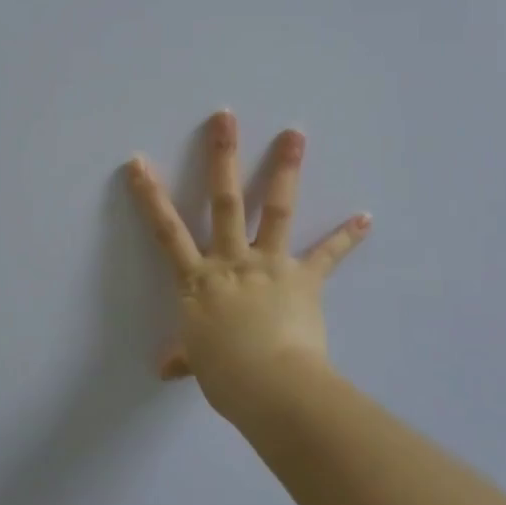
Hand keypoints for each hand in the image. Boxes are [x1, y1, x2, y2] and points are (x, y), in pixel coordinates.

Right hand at [126, 110, 369, 424]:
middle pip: (225, 201)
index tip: (139, 162)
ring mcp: (270, 265)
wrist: (272, 386)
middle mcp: (232, 261)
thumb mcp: (198, 363)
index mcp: (199, 280)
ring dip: (285, 169)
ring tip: (294, 133)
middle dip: (223, 157)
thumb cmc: (227, 375)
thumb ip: (184, 357)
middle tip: (226, 118)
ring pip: (276, 209)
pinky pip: (327, 255)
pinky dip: (346, 236)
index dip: (150, 196)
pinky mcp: (304, 279)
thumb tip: (165, 370)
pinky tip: (366, 217)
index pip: (166, 231)